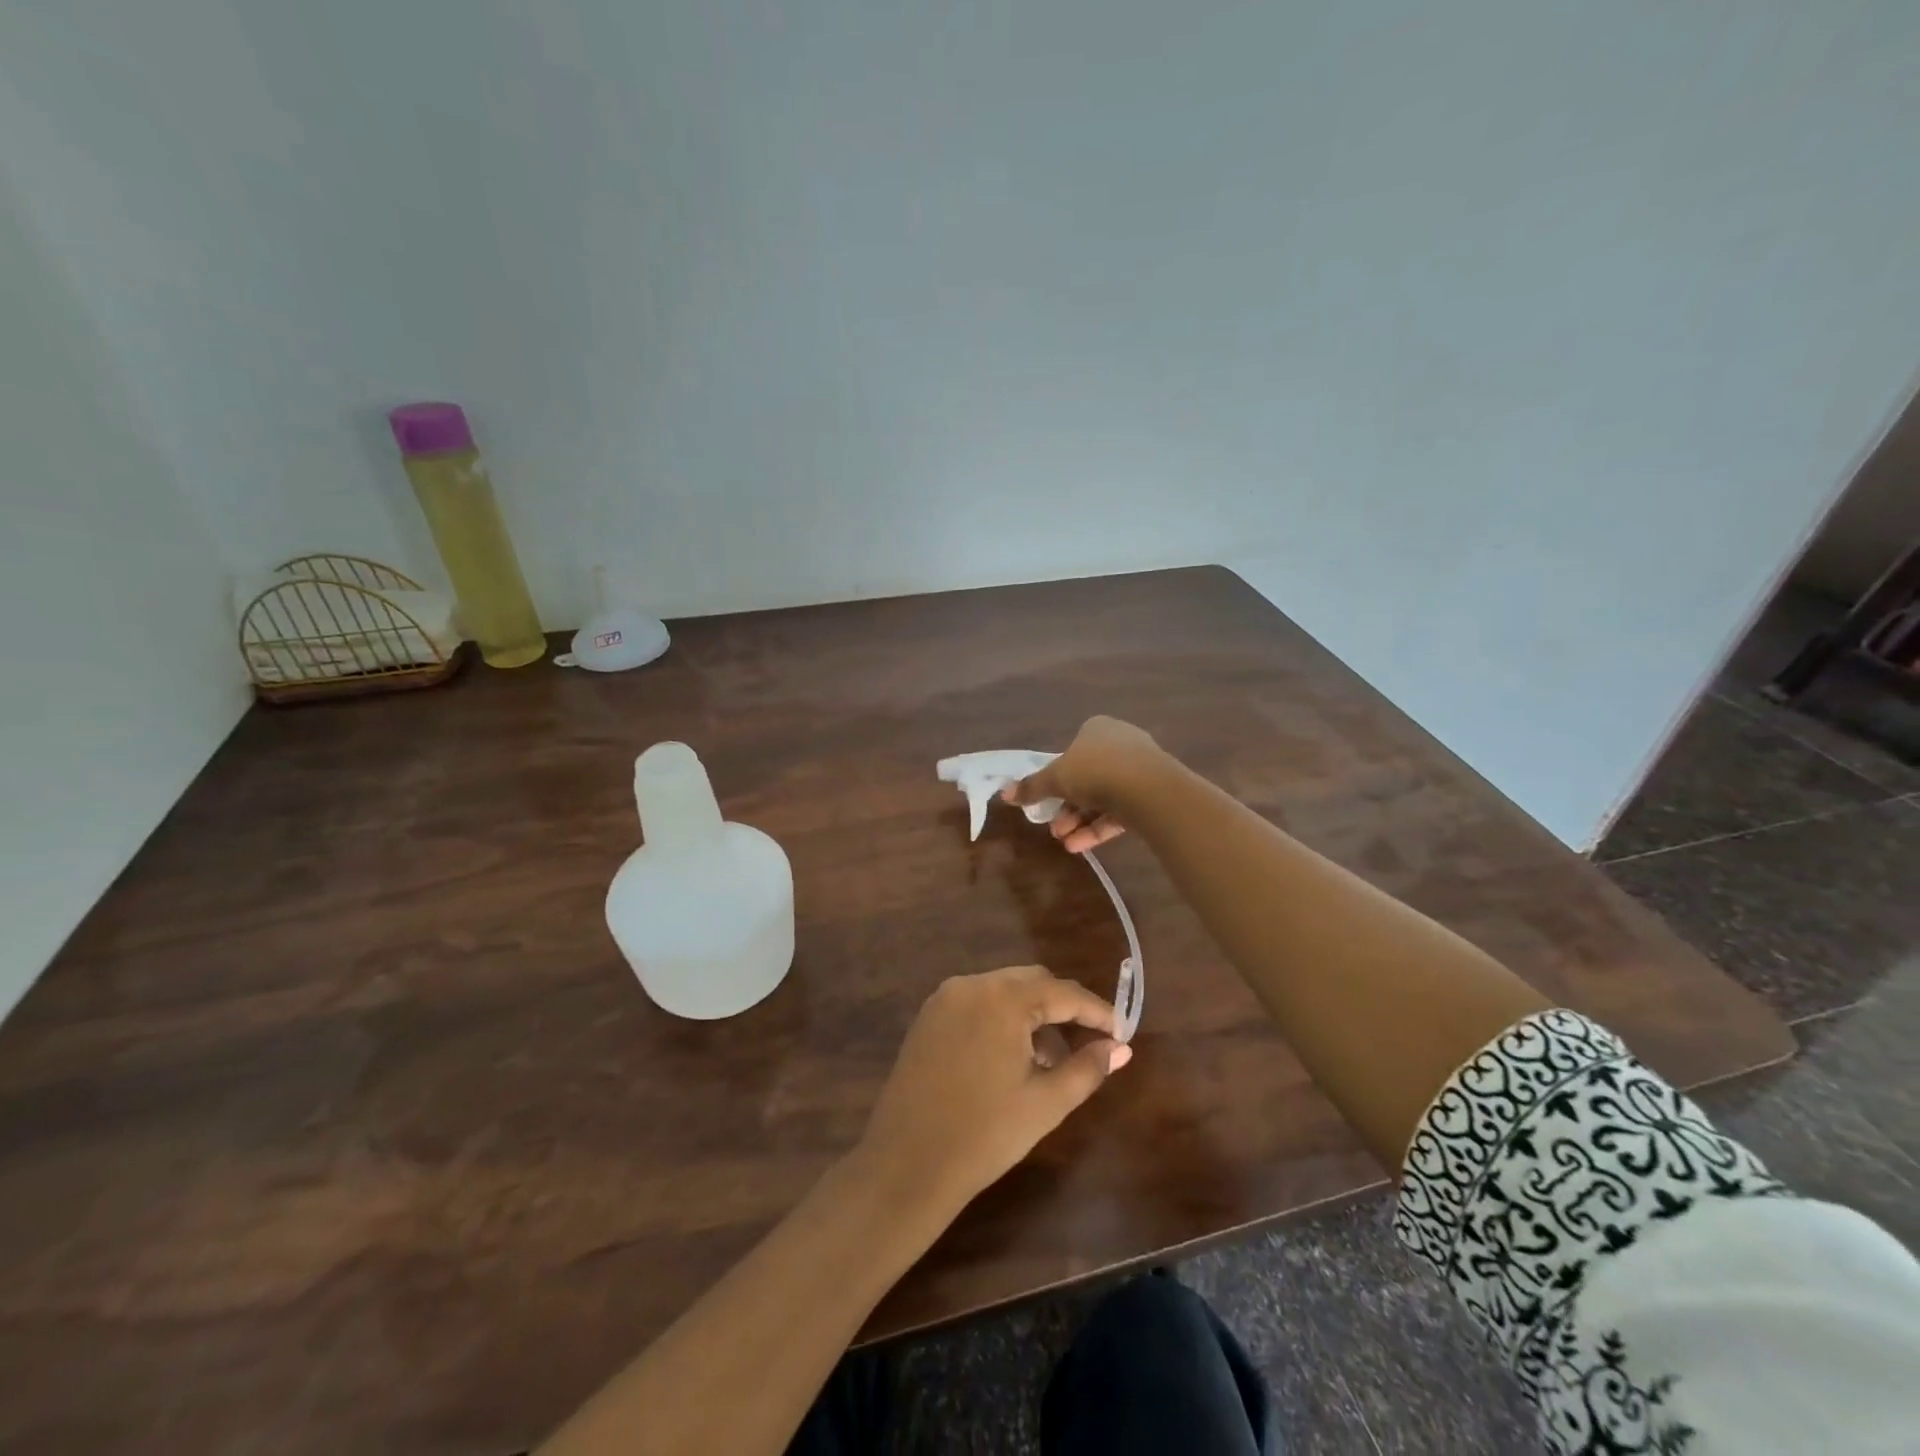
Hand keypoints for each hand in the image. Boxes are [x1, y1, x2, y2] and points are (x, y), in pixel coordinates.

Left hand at [856, 966, 1130, 1210]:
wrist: (906, 1163)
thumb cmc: (985, 1134)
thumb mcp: (1046, 1102)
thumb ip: (1088, 1068)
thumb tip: (1121, 1048)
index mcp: (1002, 999)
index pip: (1062, 993)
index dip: (1096, 1011)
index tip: (1121, 1033)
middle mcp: (971, 985)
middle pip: (1031, 982)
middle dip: (1064, 1008)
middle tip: (1090, 1043)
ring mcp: (945, 999)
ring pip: (1003, 991)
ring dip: (1032, 1015)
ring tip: (1051, 1061)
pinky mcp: (928, 1017)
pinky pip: (977, 1005)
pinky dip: (1002, 1020)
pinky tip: (1013, 1059)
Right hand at [1002, 716, 1165, 852]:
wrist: (1148, 789)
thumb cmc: (1095, 771)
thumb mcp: (1055, 778)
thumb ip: (1031, 787)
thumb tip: (1004, 794)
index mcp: (1098, 729)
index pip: (1073, 750)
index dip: (1057, 775)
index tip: (1046, 798)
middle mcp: (1121, 744)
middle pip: (1087, 778)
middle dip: (1067, 807)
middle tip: (1053, 828)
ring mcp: (1140, 770)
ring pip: (1103, 797)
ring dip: (1080, 821)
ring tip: (1065, 842)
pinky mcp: (1153, 795)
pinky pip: (1121, 812)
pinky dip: (1100, 828)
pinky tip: (1081, 847)